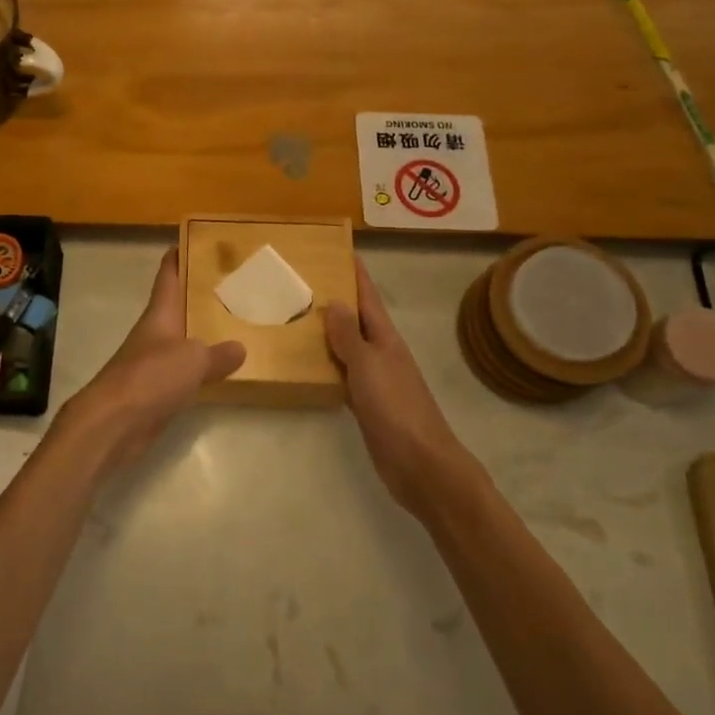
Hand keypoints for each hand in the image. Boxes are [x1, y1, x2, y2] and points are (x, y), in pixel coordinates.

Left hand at [58, 250, 245, 475]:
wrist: (114, 423)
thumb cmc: (151, 377)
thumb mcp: (193, 360)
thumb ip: (217, 353)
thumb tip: (240, 347)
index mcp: (160, 314)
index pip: (168, 276)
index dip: (178, 256)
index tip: (194, 240)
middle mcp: (155, 333)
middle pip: (178, 306)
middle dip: (200, 294)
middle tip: (233, 284)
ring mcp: (154, 362)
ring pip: (183, 339)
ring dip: (203, 332)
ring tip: (236, 324)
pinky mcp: (157, 391)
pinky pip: (184, 371)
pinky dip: (201, 368)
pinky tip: (222, 371)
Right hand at [324, 259, 479, 512]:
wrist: (420, 464)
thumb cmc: (395, 408)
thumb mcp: (368, 365)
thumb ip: (349, 335)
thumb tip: (335, 301)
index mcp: (385, 338)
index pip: (368, 297)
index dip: (355, 274)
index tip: (339, 249)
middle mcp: (380, 353)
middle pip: (356, 319)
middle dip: (335, 299)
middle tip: (301, 281)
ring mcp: (374, 380)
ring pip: (346, 347)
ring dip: (327, 332)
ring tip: (295, 316)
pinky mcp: (366, 404)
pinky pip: (342, 374)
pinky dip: (326, 365)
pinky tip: (306, 364)